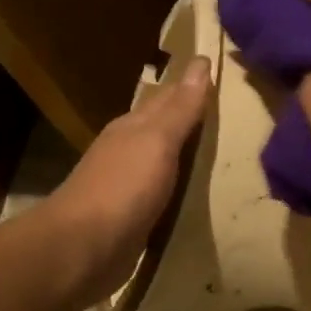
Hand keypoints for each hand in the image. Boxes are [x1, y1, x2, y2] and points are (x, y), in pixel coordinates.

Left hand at [43, 56, 210, 298]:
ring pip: (161, 161)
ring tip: (217, 150)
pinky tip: (193, 193)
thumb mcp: (157, 141)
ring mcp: (126, 186)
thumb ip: (180, 108)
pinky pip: (162, 195)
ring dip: (183, 154)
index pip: (167, 97)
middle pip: (162, 127)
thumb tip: (200, 63)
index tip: (216, 71)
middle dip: (188, 117)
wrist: (84, 248)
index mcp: (132, 128)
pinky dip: (178, 188)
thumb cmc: (123, 187)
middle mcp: (127, 151)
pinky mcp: (131, 218)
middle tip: (226, 109)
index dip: (191, 85)